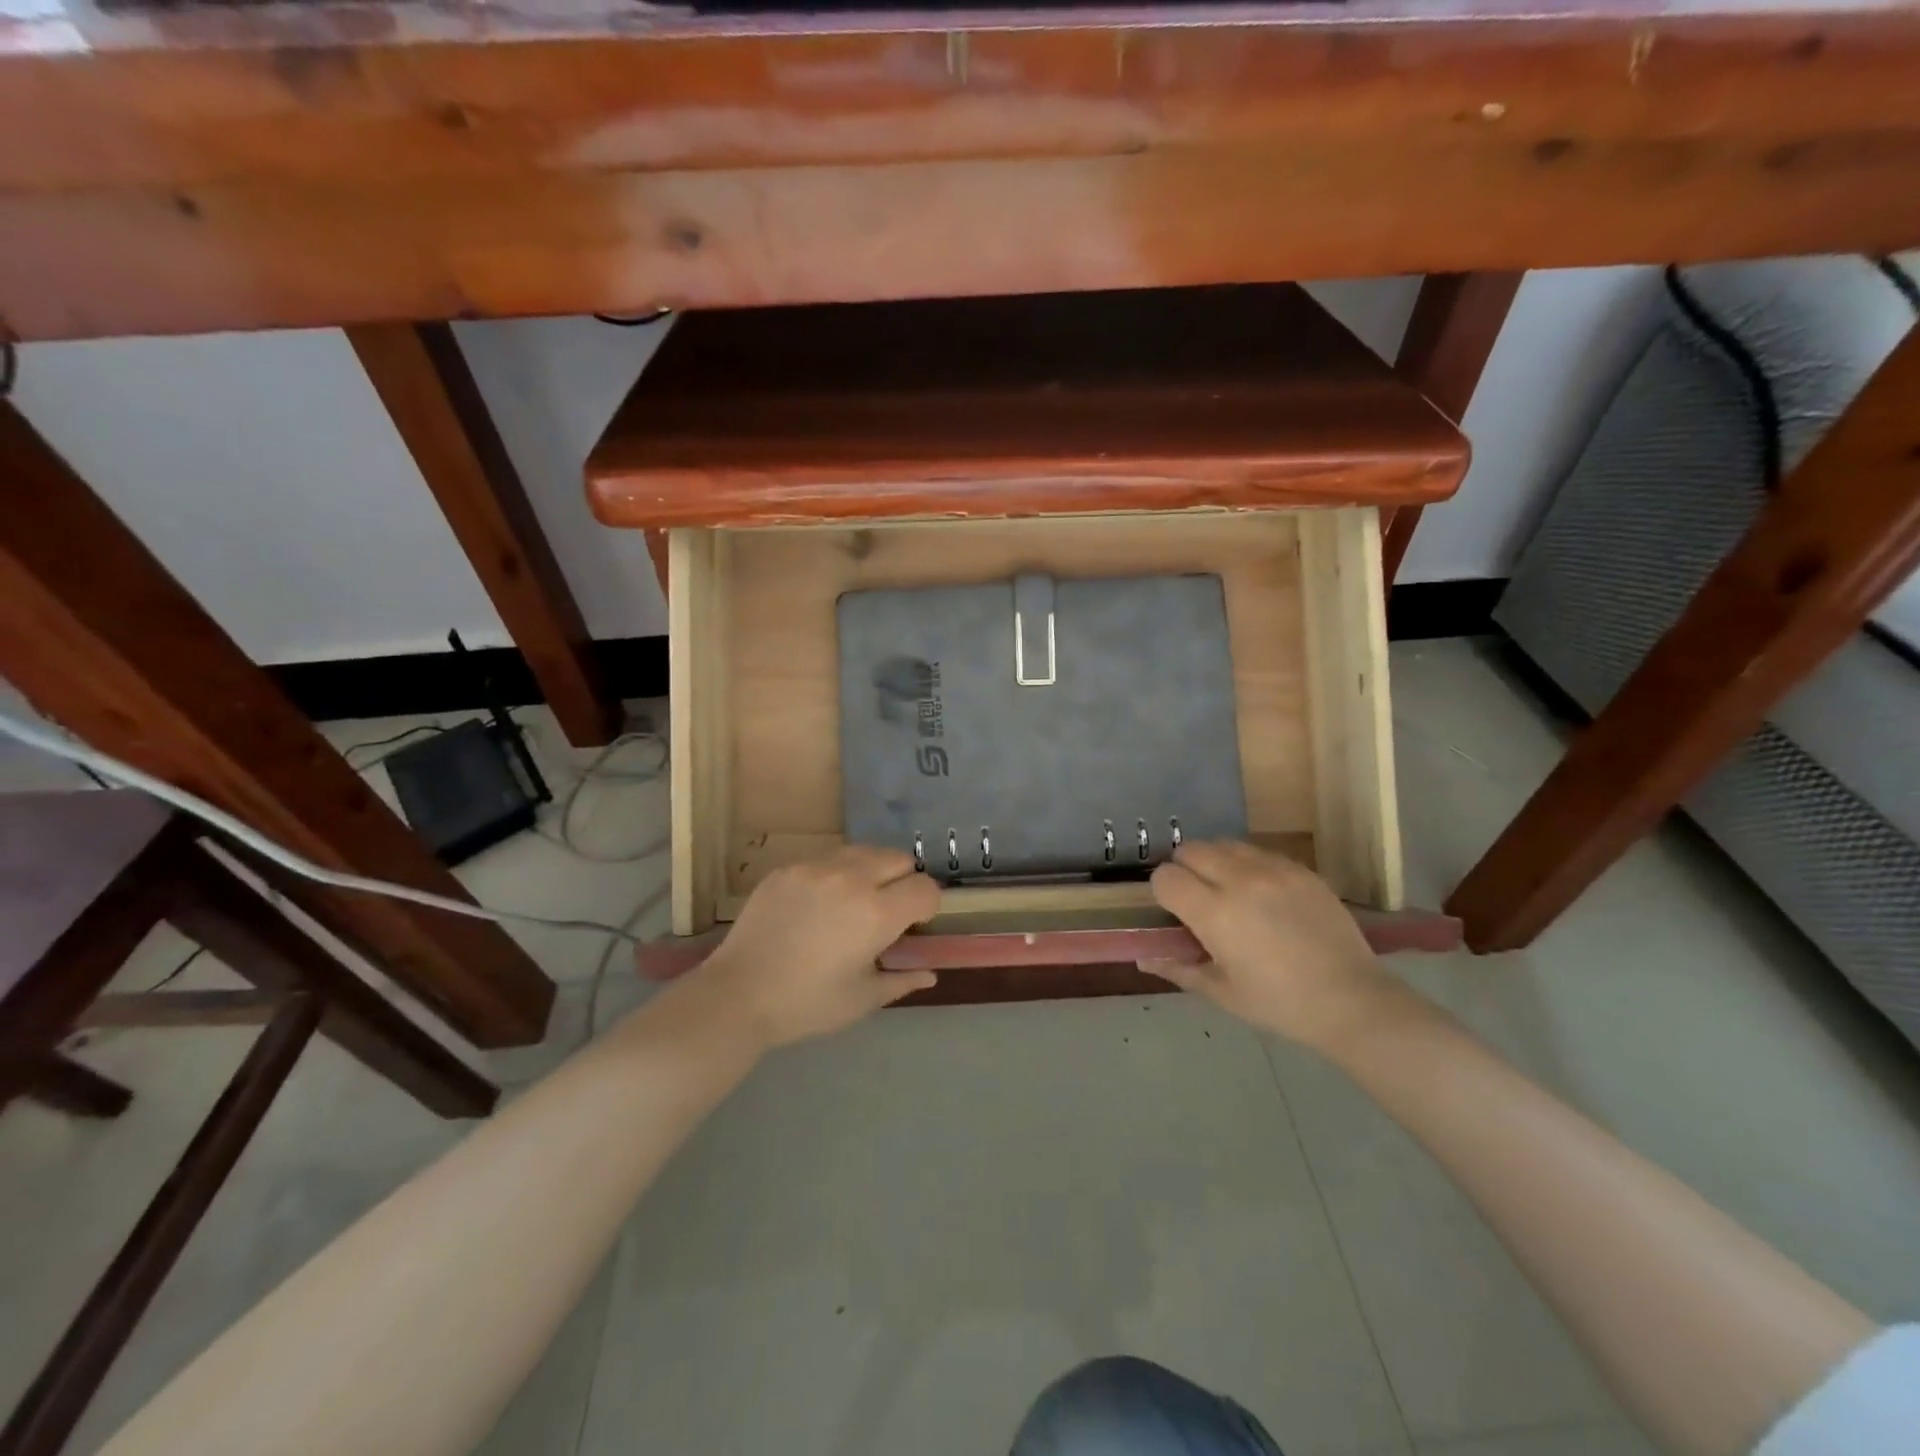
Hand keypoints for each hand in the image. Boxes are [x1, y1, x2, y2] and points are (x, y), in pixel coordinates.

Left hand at [696, 846, 940, 1048]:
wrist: (737, 995)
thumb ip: (902, 980)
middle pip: (899, 858)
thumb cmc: (807, 1004)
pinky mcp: (788, 868)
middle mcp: (851, 879)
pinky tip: (818, 904)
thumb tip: (930, 974)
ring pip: (863, 851)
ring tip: (854, 901)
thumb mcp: (862, 999)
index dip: (927, 906)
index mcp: (877, 913)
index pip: (925, 888)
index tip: (913, 925)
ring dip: (871, 871)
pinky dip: (836, 874)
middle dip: (903, 881)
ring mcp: (816, 868)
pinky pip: (827, 858)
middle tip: (886, 911)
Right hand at [1148, 841, 1395, 1048]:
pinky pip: (1259, 852)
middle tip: (1198, 900)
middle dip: (1185, 871)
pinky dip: (1248, 866)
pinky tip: (1262, 895)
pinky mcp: (1301, 869)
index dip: (1163, 893)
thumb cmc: (1279, 1004)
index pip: (1165, 877)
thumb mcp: (1222, 992)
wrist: (1352, 1000)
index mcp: (1215, 913)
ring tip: (1229, 892)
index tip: (1175, 913)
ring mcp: (1274, 870)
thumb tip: (1143, 958)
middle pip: (1190, 850)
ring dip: (1215, 862)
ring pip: (1224, 844)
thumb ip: (1178, 968)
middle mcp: (1240, 880)